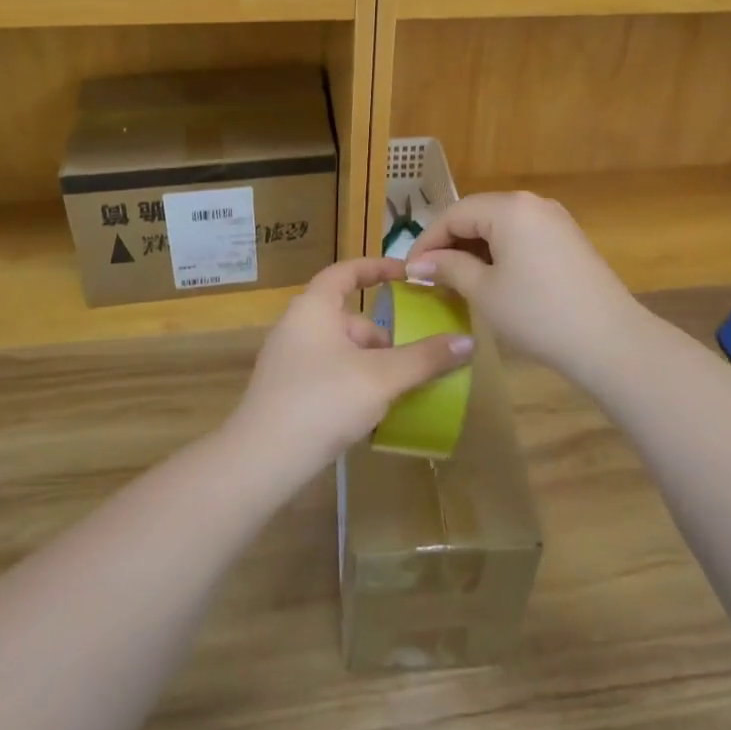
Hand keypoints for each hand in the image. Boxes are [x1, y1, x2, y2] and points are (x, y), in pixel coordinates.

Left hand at [228, 258, 474, 483]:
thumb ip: (425, 358)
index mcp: (314, 307)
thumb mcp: (382, 377)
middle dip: (383, 337)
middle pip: (350, 318)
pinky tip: (369, 415)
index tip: (407, 273)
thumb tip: (469, 342)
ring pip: (341, 350)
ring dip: (371, 366)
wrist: (261, 461)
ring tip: (396, 394)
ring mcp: (288, 360)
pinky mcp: (286, 392)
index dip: (378, 268)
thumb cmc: (322, 401)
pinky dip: (353, 383)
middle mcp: (297, 326)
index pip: (348, 272)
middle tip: (412, 360)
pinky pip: (328, 374)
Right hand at [405, 192, 644, 383]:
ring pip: (500, 225)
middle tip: (430, 275)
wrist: (609, 341)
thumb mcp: (484, 291)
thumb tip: (418, 263)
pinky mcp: (568, 239)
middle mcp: (532, 203)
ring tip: (456, 279)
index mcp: (508, 208)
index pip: (454, 214)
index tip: (410, 270)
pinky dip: (500, 252)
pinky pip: (522, 235)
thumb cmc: (537, 313)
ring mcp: (555, 219)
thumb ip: (448, 268)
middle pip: (478, 214)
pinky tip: (492, 278)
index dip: (427, 241)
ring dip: (474, 248)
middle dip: (450, 243)